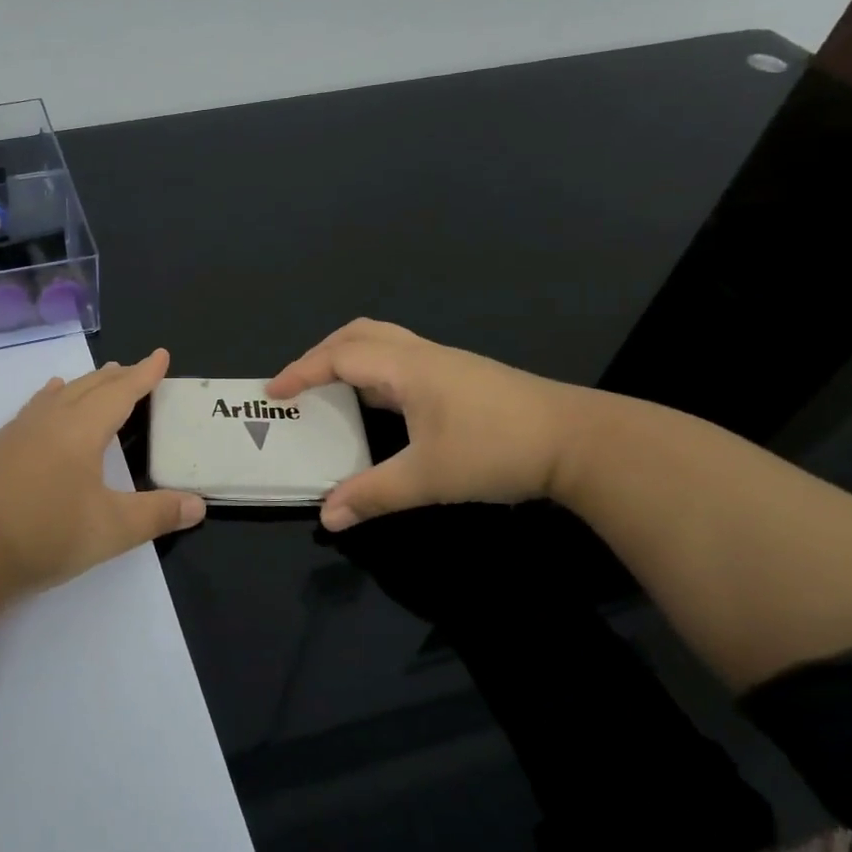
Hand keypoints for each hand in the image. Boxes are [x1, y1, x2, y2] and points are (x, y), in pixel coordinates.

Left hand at [0, 348, 206, 597]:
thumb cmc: (44, 534)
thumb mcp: (111, 530)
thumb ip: (157, 514)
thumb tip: (199, 505)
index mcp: (80, 430)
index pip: (120, 393)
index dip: (144, 375)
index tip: (160, 355)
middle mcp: (49, 421)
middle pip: (88, 388)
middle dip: (116, 377)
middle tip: (134, 368)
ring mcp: (18, 433)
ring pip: (58, 396)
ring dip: (83, 385)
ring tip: (97, 378)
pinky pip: (33, 410)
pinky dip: (50, 399)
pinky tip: (45, 405)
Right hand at [266, 318, 580, 529]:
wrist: (580, 442)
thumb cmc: (497, 449)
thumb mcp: (428, 477)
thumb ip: (373, 494)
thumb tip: (327, 517)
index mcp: (406, 367)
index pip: (339, 357)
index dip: (301, 372)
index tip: (272, 393)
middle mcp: (422, 355)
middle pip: (358, 334)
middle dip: (320, 354)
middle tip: (297, 383)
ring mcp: (445, 363)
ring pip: (383, 343)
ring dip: (348, 357)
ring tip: (328, 389)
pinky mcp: (461, 378)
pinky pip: (400, 360)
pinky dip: (372, 370)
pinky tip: (376, 403)